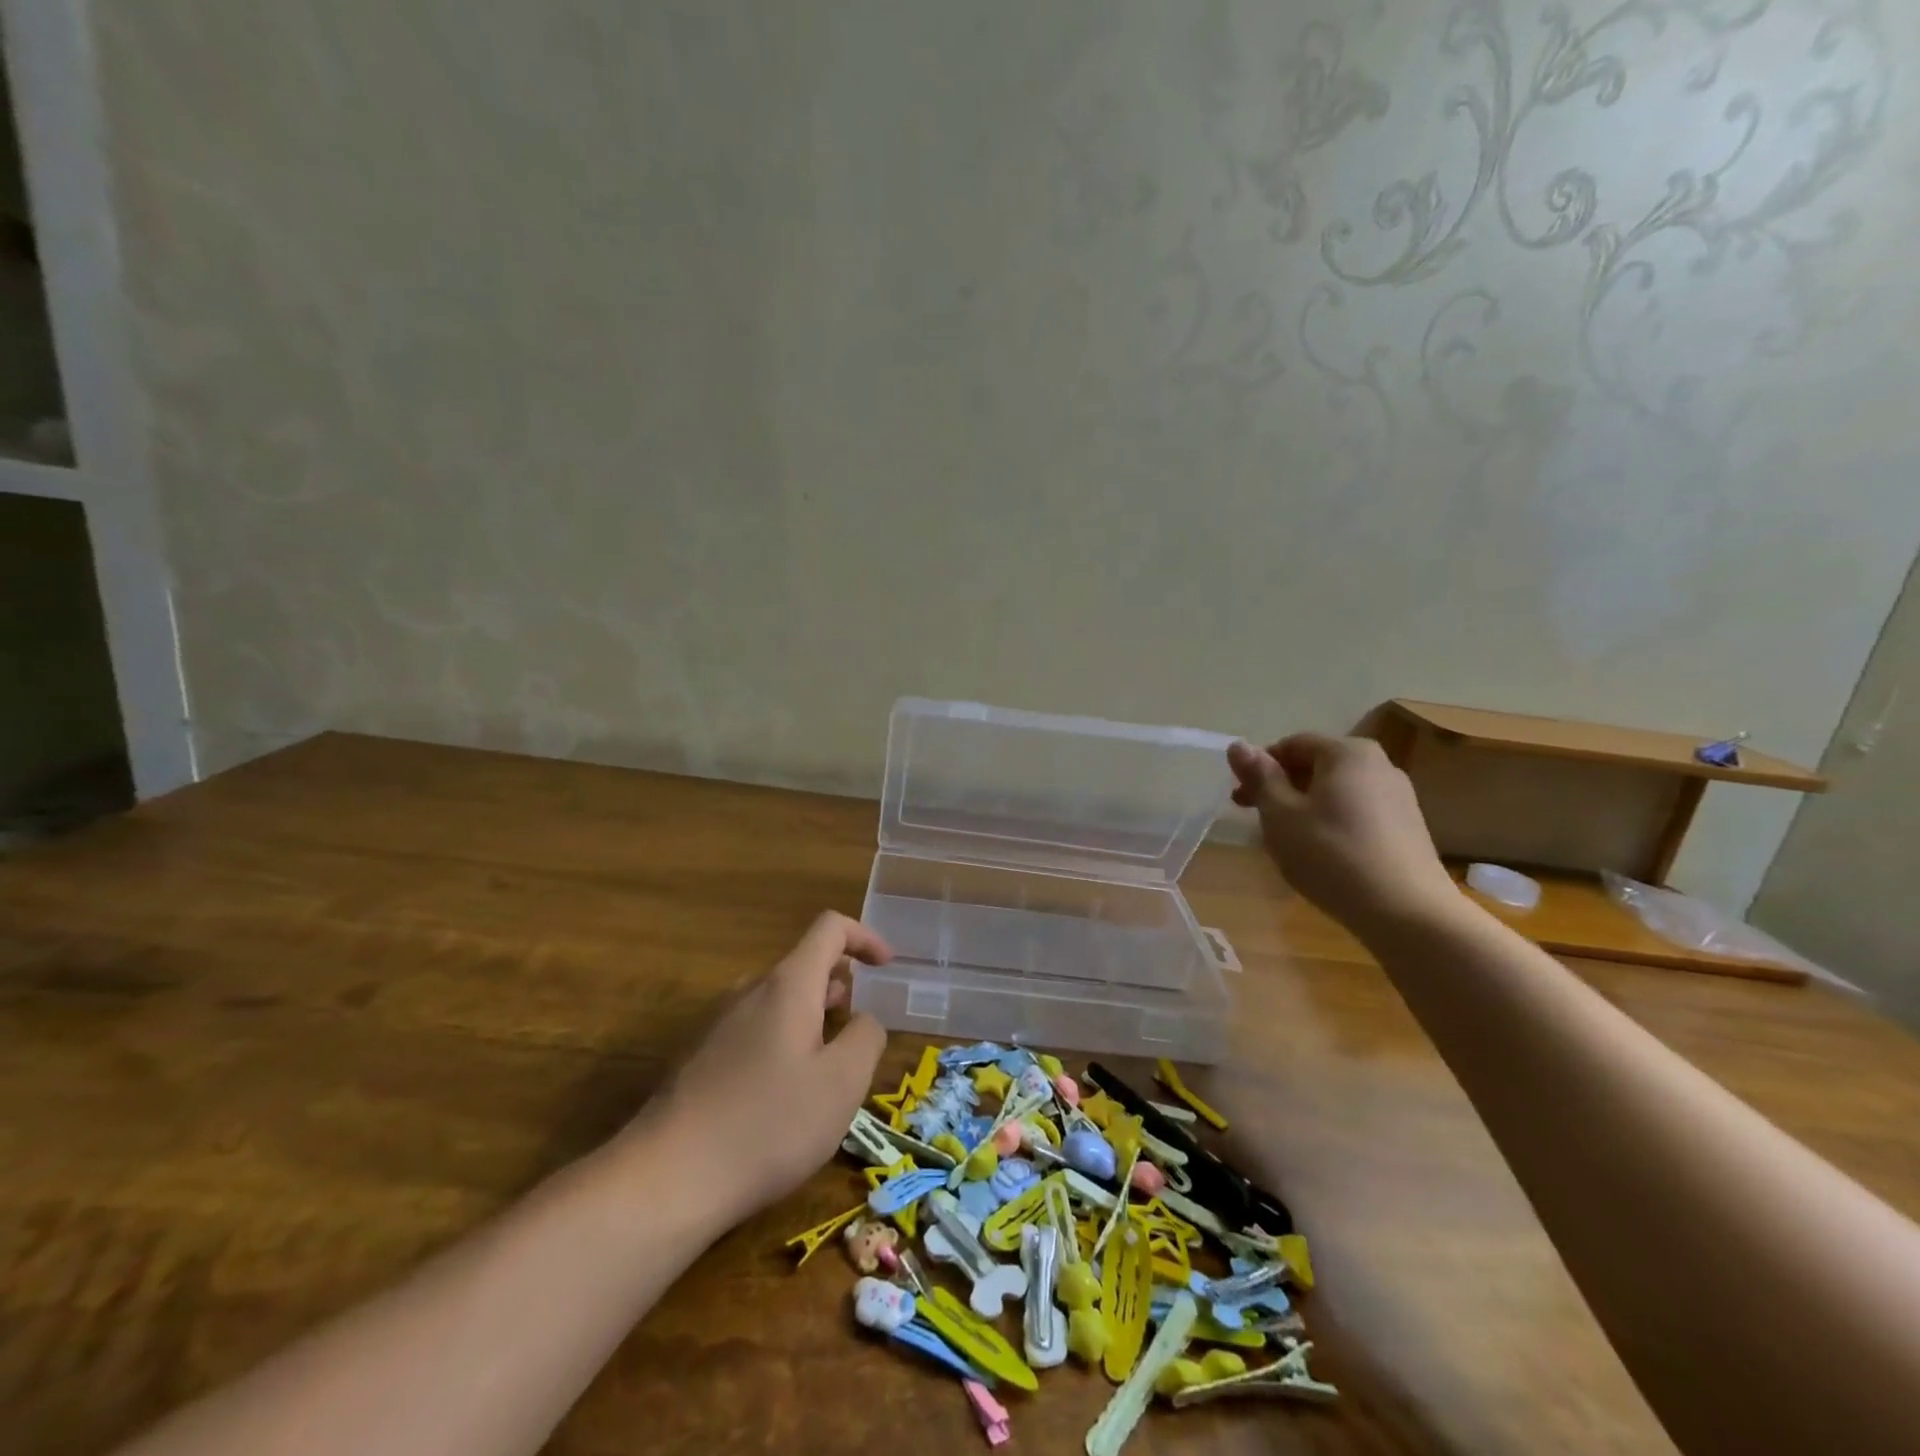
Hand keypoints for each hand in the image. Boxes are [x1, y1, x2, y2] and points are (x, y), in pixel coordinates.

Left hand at [631, 912, 891, 1224]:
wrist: (666, 1179)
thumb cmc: (768, 1125)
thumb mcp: (842, 1083)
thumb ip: (866, 1038)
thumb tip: (863, 1019)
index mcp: (788, 984)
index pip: (830, 928)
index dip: (864, 937)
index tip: (886, 967)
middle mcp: (749, 990)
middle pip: (803, 965)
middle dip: (840, 987)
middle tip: (857, 1033)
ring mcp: (718, 1022)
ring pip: (778, 1000)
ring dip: (811, 1017)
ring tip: (825, 1068)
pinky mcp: (699, 1056)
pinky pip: (754, 1029)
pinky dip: (783, 1040)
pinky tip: (780, 1096)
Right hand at [1227, 734, 1459, 934]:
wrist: (1406, 913)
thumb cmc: (1331, 853)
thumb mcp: (1280, 814)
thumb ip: (1259, 777)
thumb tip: (1238, 746)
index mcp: (1347, 752)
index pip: (1292, 744)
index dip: (1260, 768)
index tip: (1241, 799)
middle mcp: (1379, 765)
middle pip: (1317, 766)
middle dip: (1282, 789)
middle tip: (1257, 820)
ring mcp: (1399, 797)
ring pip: (1336, 792)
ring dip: (1305, 808)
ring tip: (1287, 842)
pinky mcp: (1408, 828)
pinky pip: (1357, 814)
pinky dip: (1332, 824)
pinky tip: (1322, 855)